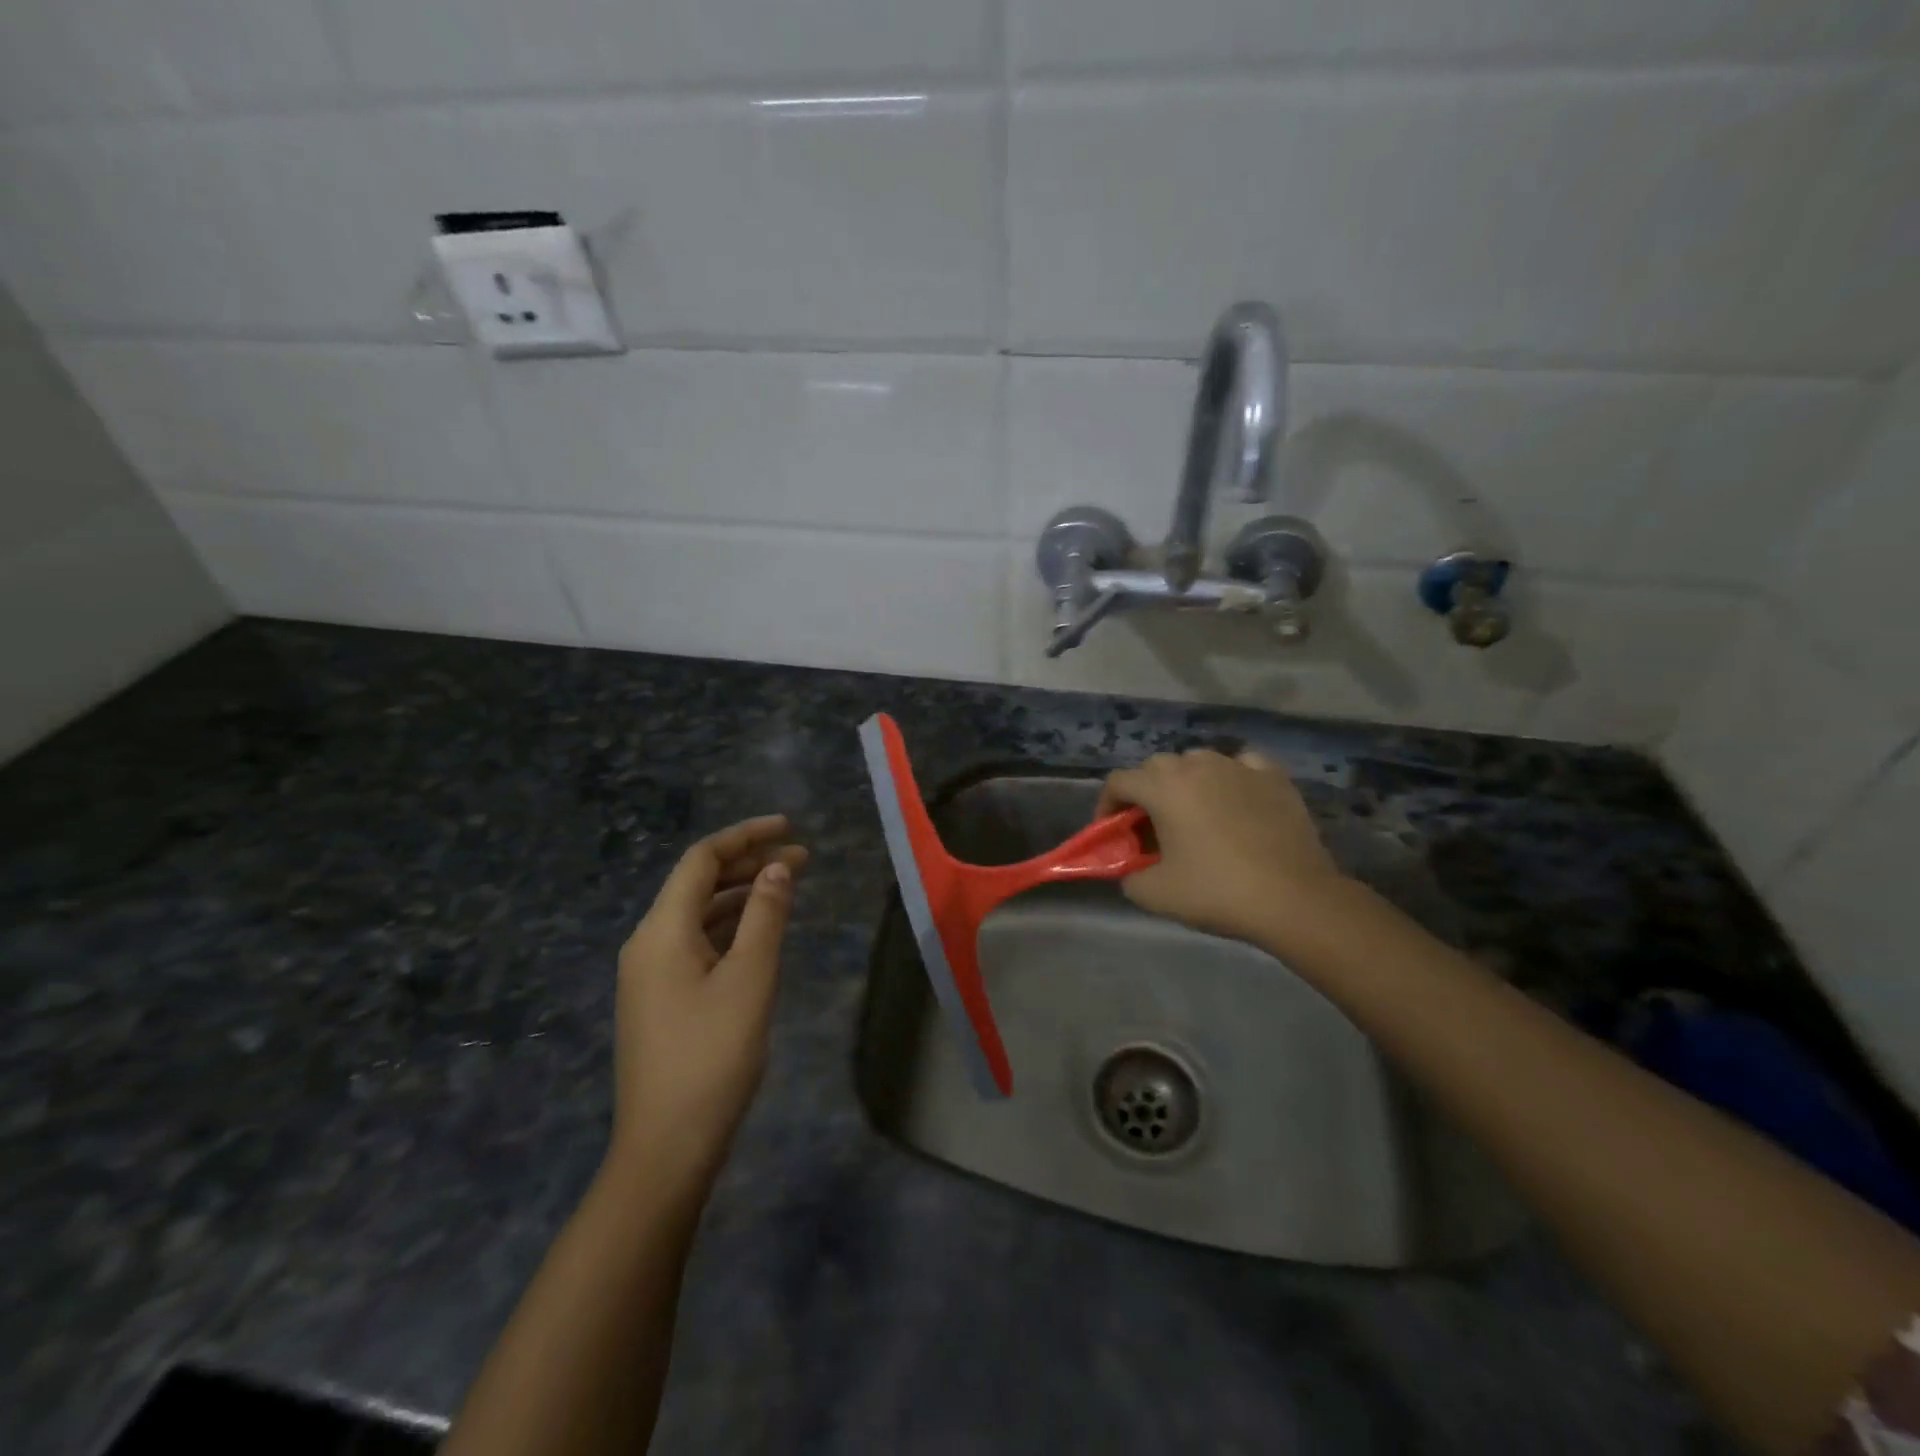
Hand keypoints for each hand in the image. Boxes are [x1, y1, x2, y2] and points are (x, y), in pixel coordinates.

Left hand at [612, 815, 807, 1186]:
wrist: (667, 1146)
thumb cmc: (712, 1055)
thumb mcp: (750, 978)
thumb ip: (766, 916)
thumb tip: (777, 869)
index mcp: (662, 930)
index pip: (702, 860)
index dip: (746, 836)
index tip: (789, 827)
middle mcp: (648, 942)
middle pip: (699, 883)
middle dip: (750, 864)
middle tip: (802, 859)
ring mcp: (650, 973)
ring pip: (699, 914)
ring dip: (743, 895)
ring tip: (789, 888)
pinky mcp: (660, 998)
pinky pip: (697, 942)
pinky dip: (731, 926)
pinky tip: (761, 933)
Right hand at [1096, 749, 1346, 945]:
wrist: (1294, 898)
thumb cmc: (1217, 892)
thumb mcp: (1155, 894)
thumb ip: (1129, 875)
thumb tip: (1131, 867)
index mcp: (1164, 787)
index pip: (1119, 781)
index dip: (1107, 806)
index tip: (1112, 833)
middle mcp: (1197, 765)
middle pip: (1156, 767)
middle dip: (1145, 792)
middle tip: (1150, 828)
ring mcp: (1238, 766)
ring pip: (1198, 761)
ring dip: (1186, 782)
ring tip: (1193, 813)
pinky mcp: (1274, 776)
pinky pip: (1241, 765)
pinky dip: (1230, 777)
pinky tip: (1235, 798)